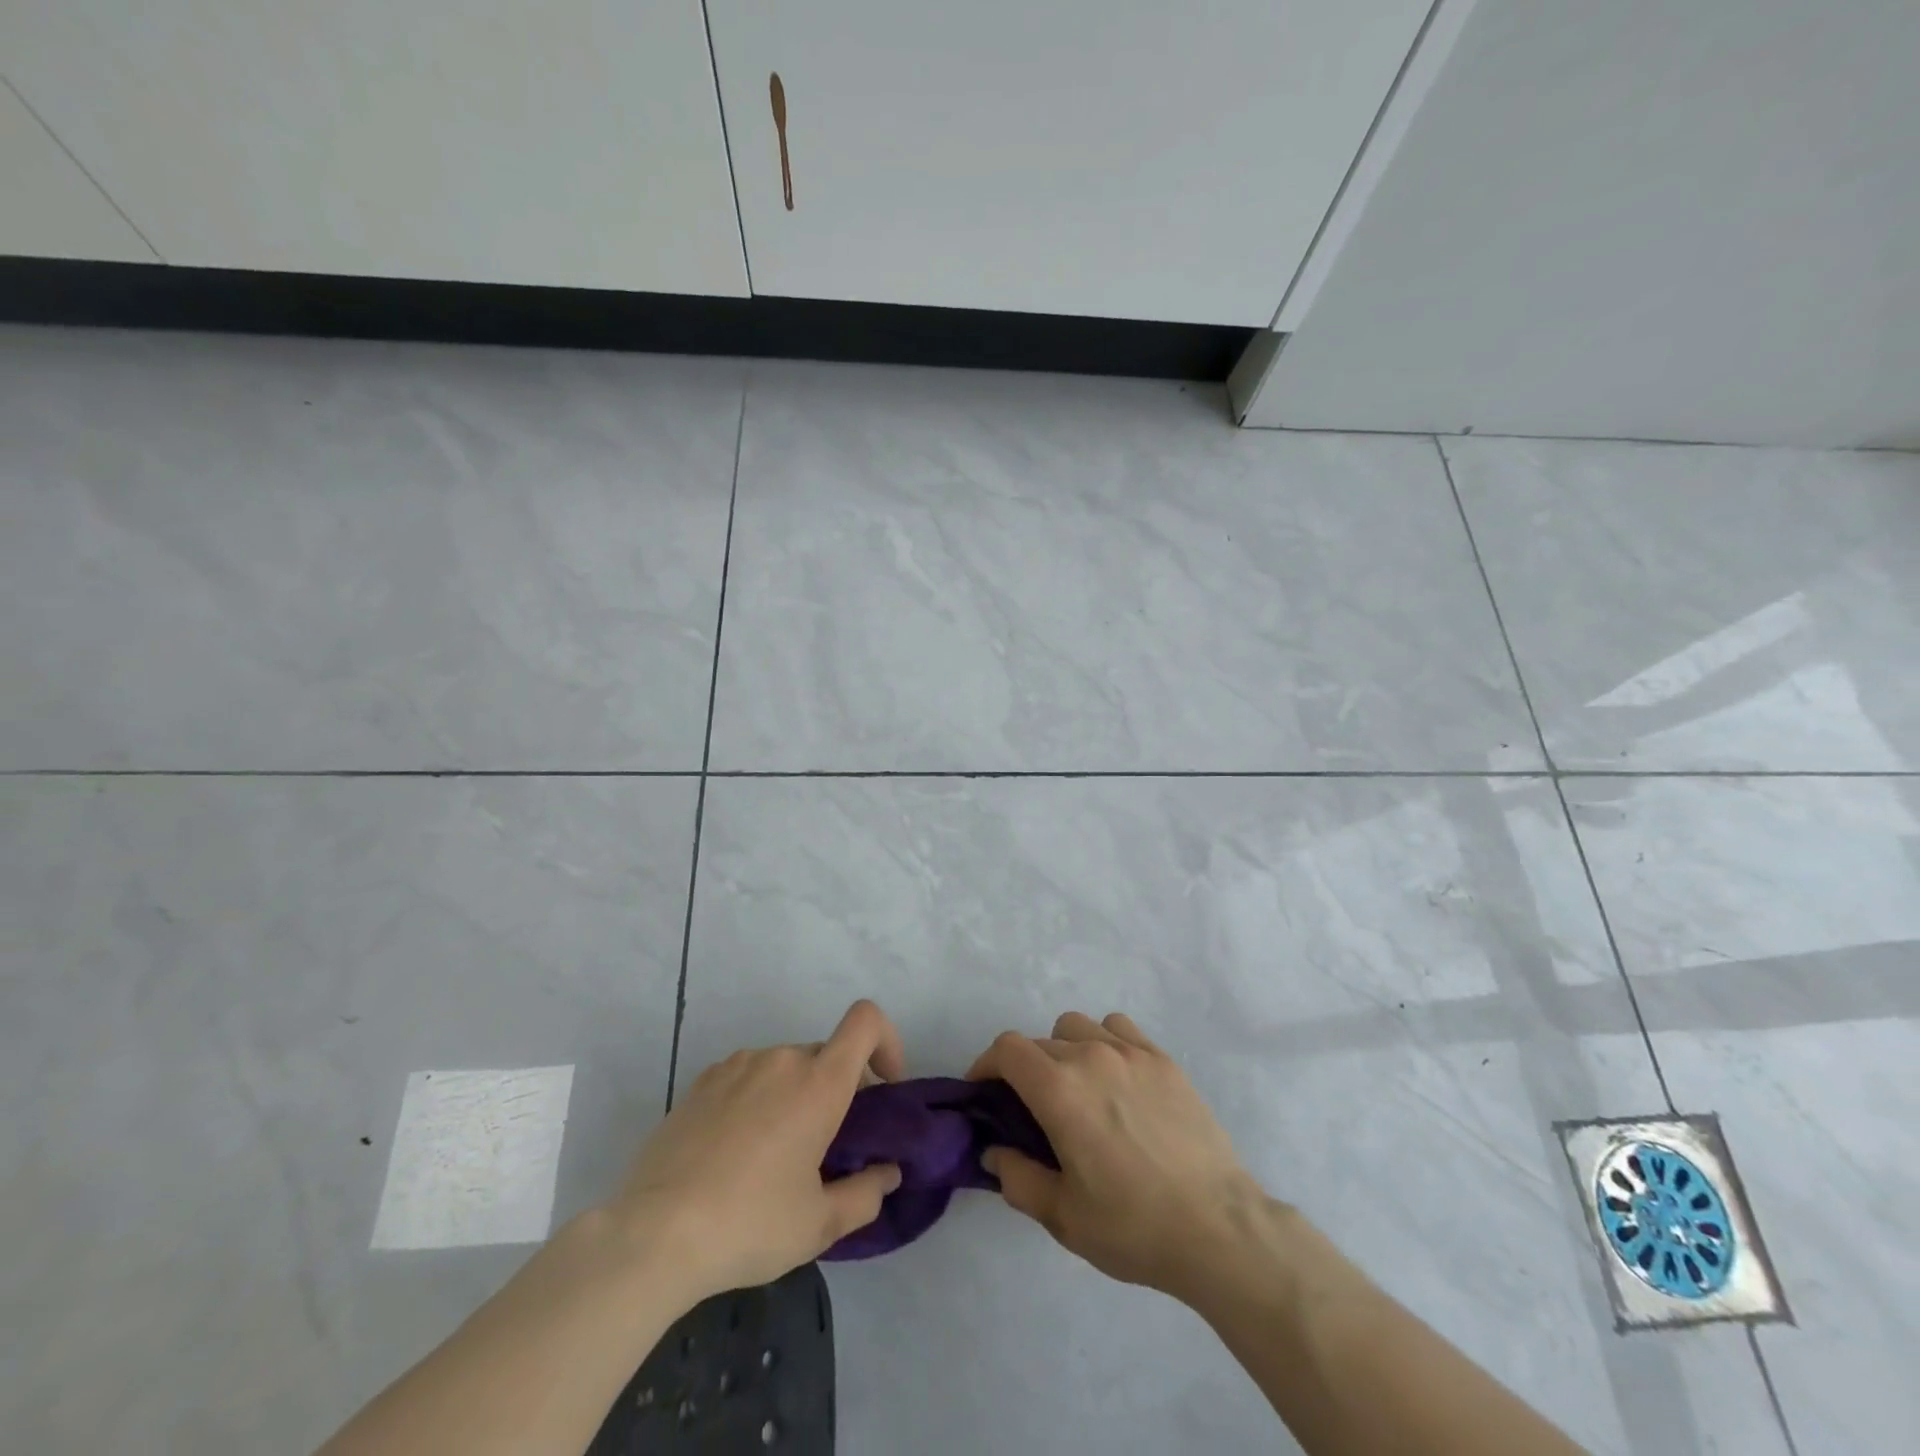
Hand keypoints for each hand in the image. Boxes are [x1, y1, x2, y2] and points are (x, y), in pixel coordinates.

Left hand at [611, 1000, 906, 1302]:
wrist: (654, 1234)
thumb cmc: (750, 1223)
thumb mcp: (819, 1224)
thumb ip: (866, 1194)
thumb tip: (887, 1173)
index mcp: (819, 1082)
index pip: (866, 1021)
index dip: (886, 1042)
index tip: (883, 1088)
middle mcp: (781, 1059)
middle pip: (826, 1054)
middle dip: (837, 1089)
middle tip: (826, 1145)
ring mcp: (737, 1065)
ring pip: (785, 1067)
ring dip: (795, 1095)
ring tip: (775, 1154)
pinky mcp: (702, 1081)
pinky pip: (747, 1077)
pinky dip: (757, 1099)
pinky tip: (735, 1151)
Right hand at [967, 1011, 1268, 1300]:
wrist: (1218, 1228)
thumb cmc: (1134, 1226)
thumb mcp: (1063, 1216)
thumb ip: (1017, 1178)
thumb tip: (994, 1151)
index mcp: (1060, 1090)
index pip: (1007, 1049)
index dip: (986, 1064)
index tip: (985, 1093)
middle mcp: (1091, 1056)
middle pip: (1039, 1042)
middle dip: (1024, 1070)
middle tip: (1032, 1110)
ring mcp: (1131, 1052)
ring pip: (1077, 1027)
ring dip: (1063, 1050)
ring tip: (1076, 1088)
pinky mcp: (1163, 1059)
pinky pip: (1118, 1028)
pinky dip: (1104, 1042)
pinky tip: (1116, 1077)